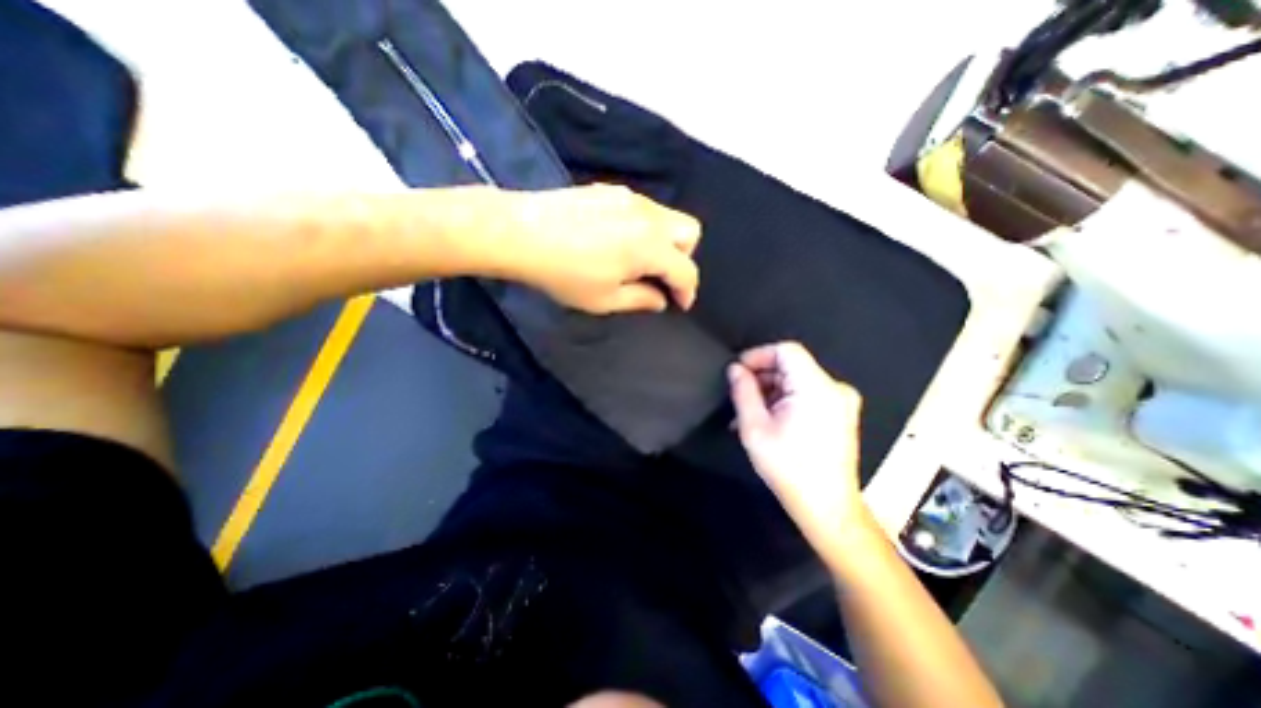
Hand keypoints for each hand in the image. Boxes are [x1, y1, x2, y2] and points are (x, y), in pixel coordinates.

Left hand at [500, 184, 697, 311]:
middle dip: (683, 259)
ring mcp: (630, 197)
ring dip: (666, 242)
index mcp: (650, 246)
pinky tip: (620, 241)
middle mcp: (649, 216)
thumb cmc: (564, 273)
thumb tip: (660, 299)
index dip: (687, 291)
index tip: (680, 305)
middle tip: (661, 278)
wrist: (520, 232)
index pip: (686, 269)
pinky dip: (646, 228)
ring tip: (639, 262)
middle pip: (690, 232)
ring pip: (668, 217)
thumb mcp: (604, 299)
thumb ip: (641, 300)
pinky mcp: (611, 190)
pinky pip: (645, 209)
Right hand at [723, 342, 873, 551]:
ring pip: (796, 380)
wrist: (827, 507)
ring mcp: (841, 401)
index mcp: (817, 388)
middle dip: (761, 377)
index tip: (738, 372)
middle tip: (739, 396)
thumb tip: (735, 369)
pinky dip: (784, 400)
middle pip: (791, 365)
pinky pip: (806, 394)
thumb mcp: (755, 428)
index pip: (786, 351)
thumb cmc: (789, 468)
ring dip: (770, 391)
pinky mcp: (840, 413)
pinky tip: (767, 419)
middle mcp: (835, 388)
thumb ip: (743, 392)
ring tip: (748, 413)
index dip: (758, 355)